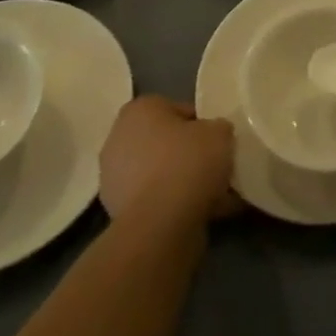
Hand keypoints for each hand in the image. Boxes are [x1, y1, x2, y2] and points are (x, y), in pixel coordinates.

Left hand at [98, 97, 238, 225]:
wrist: (160, 225)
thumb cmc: (187, 163)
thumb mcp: (219, 132)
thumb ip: (218, 128)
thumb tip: (215, 135)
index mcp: (139, 110)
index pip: (177, 109)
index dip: (202, 124)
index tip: (218, 141)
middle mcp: (119, 139)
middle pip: (165, 143)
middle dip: (190, 155)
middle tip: (217, 166)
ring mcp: (115, 180)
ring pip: (161, 174)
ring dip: (184, 183)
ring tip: (218, 195)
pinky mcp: (119, 214)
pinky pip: (157, 201)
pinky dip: (177, 206)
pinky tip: (207, 213)